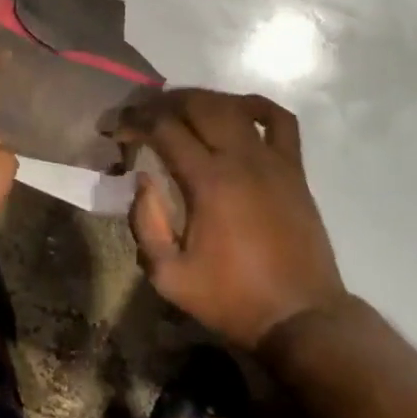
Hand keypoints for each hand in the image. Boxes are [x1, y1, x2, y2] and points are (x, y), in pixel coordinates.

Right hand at [119, 89, 346, 350]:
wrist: (301, 318)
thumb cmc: (232, 299)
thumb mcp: (170, 278)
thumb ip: (146, 225)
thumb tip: (142, 180)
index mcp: (207, 181)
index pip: (163, 128)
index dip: (134, 121)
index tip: (115, 129)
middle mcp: (240, 158)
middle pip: (196, 105)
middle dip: (162, 103)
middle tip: (141, 116)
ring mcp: (271, 159)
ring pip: (232, 105)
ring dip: (200, 99)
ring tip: (178, 110)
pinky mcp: (294, 168)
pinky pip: (279, 120)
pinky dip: (255, 106)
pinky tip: (236, 110)